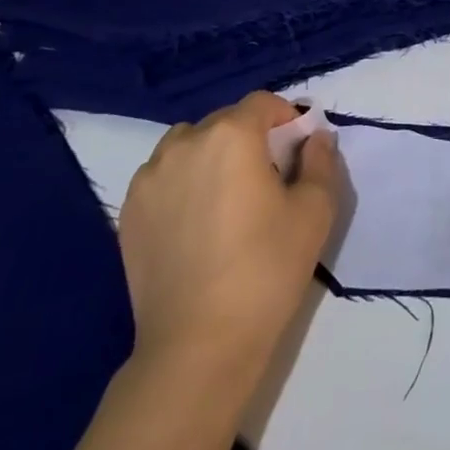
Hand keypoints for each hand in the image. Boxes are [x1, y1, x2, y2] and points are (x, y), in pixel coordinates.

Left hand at [118, 92, 338, 379]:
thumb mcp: (315, 210)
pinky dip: (182, 183)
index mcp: (231, 135)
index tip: (296, 152)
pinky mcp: (128, 213)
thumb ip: (320, 160)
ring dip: (211, 156)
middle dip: (250, 138)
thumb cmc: (266, 270)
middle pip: (225, 121)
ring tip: (226, 199)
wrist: (198, 346)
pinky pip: (162, 176)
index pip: (263, 103)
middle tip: (267, 181)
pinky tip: (196, 222)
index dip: (286, 119)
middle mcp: (185, 144)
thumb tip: (314, 136)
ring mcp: (149, 178)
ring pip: (189, 145)